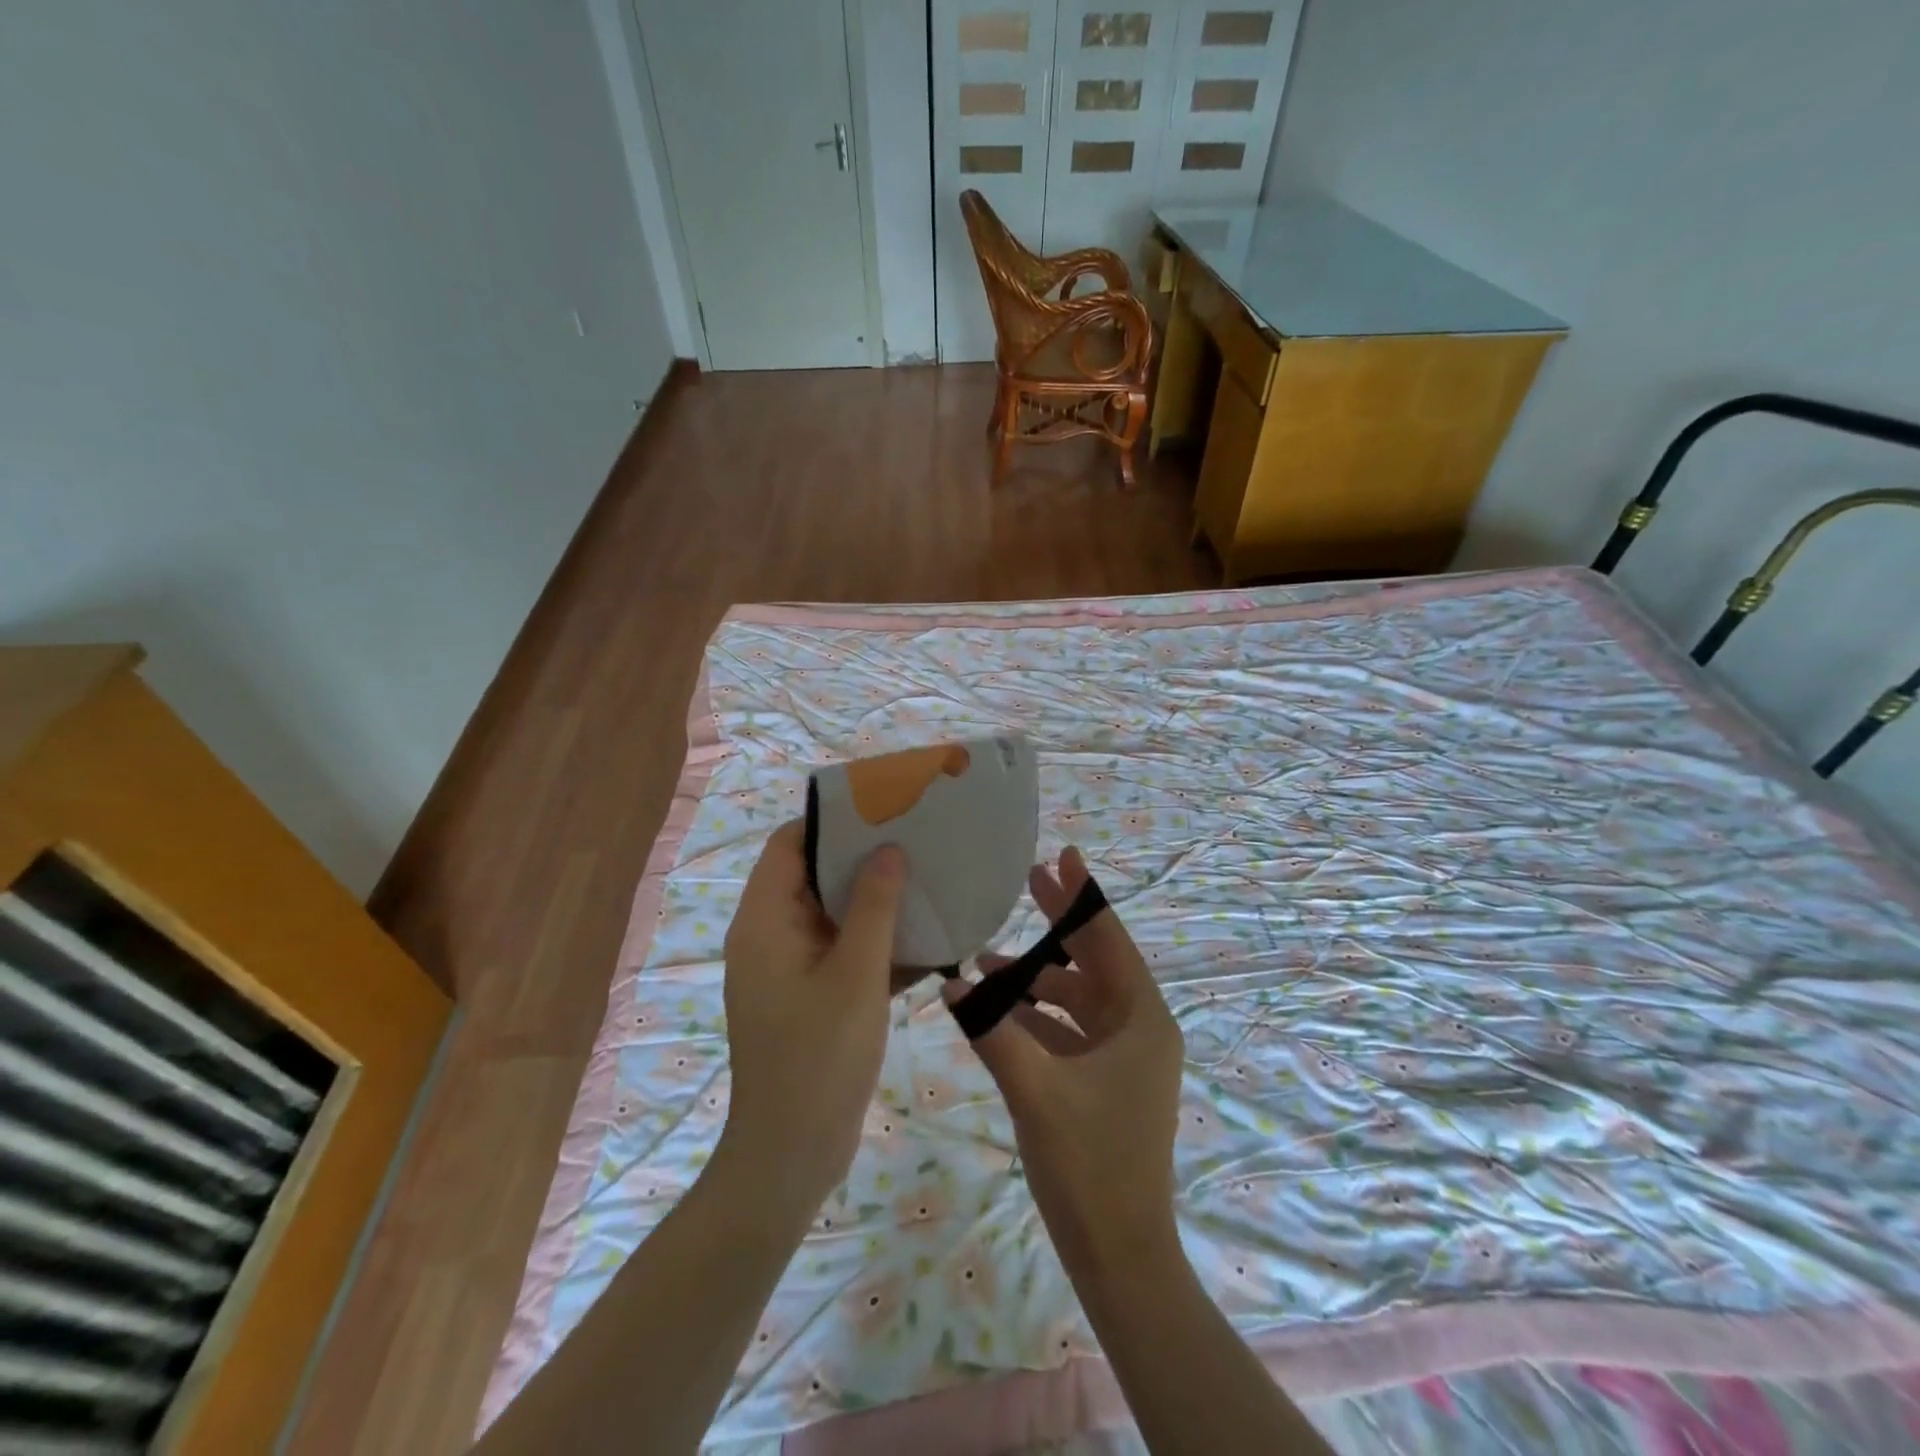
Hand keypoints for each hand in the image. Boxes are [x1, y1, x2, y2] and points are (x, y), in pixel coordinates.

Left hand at [720, 820, 905, 1210]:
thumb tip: (888, 849)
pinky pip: (846, 954)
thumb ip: (874, 907)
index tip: (882, 809)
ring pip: (835, 917)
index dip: (831, 822)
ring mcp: (791, 969)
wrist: (791, 1157)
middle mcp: (771, 936)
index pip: (789, 845)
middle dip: (864, 859)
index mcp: (765, 920)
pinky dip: (879, 945)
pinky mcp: (812, 998)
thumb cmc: (819, 1057)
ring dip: (878, 903)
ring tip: (930, 879)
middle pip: (815, 877)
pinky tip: (931, 940)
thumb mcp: (855, 974)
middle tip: (918, 840)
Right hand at [944, 847, 1185, 1275]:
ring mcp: (1123, 1057)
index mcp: (1141, 1020)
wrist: (1120, 1256)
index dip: (1085, 896)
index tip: (1063, 855)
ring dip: (1036, 976)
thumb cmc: (1090, 1165)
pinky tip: (997, 1006)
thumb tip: (951, 984)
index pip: (1111, 940)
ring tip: (988, 955)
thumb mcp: (1035, 1090)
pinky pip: (1069, 1030)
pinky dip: (1036, 1014)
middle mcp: (1139, 1029)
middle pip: (1095, 961)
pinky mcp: (1104, 1081)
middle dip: (1060, 923)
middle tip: (1028, 880)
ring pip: (1077, 997)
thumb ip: (991, 1031)